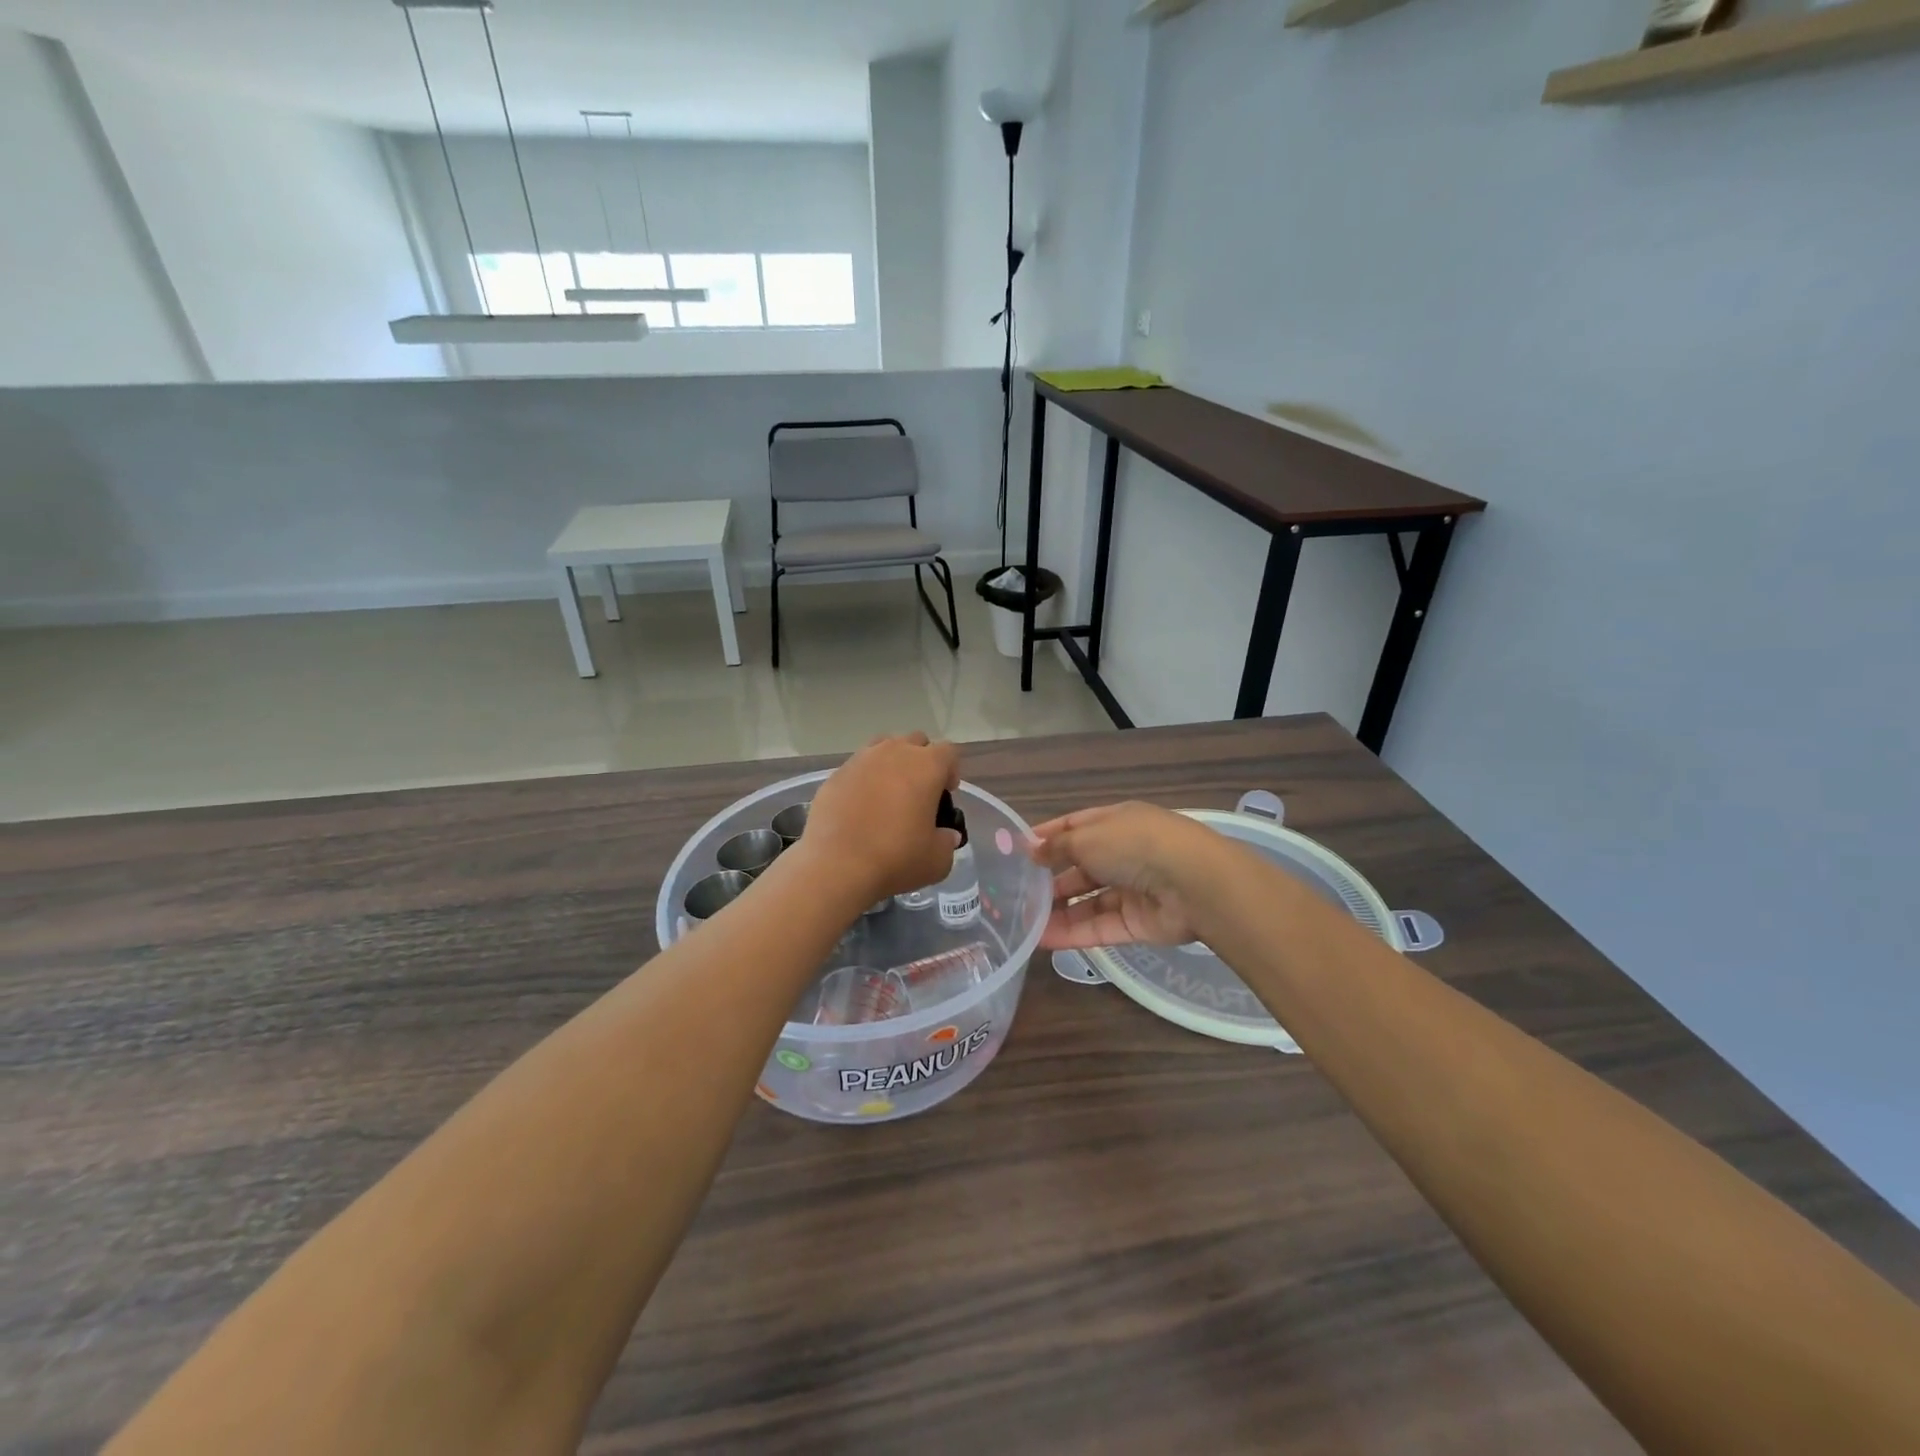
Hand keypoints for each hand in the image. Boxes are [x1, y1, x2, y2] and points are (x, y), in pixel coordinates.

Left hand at [802, 734, 961, 904]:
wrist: (836, 865)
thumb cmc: (896, 858)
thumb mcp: (937, 860)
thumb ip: (947, 841)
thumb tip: (946, 834)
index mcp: (926, 766)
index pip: (948, 751)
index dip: (951, 770)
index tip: (947, 794)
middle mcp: (893, 753)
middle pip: (915, 742)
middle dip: (921, 760)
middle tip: (919, 791)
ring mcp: (860, 760)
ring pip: (882, 748)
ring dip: (890, 764)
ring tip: (888, 795)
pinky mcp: (834, 775)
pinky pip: (856, 769)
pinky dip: (863, 781)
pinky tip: (860, 808)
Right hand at [1028, 802, 1221, 949]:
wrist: (1193, 884)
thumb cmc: (1135, 845)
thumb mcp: (1088, 837)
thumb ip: (1058, 847)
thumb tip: (1032, 851)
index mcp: (1116, 823)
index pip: (1075, 827)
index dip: (1048, 837)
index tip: (1018, 850)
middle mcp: (1124, 854)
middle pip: (1081, 867)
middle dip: (1050, 879)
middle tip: (1016, 892)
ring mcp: (1132, 890)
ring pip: (1088, 901)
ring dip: (1057, 910)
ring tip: (1023, 921)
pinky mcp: (1136, 923)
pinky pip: (1098, 927)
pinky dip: (1072, 933)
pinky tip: (1041, 940)